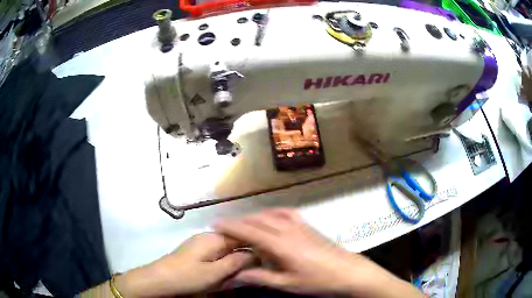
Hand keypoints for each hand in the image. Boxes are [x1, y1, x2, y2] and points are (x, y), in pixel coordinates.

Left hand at [114, 232, 253, 296]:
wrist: (160, 279)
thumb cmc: (188, 276)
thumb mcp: (214, 273)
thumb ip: (235, 262)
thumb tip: (254, 253)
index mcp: (214, 238)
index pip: (241, 234)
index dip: (255, 242)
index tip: (268, 253)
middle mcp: (208, 235)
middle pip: (235, 239)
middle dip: (246, 251)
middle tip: (257, 265)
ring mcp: (201, 242)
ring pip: (226, 246)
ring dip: (236, 257)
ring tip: (243, 269)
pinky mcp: (196, 250)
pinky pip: (217, 251)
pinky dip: (226, 259)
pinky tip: (227, 269)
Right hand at [215, 209, 422, 297]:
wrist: (349, 272)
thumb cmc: (318, 281)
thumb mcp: (287, 284)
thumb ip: (260, 278)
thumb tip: (235, 275)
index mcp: (281, 245)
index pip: (250, 232)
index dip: (231, 227)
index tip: (215, 224)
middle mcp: (288, 230)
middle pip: (258, 220)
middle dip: (239, 221)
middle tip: (224, 226)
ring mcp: (300, 225)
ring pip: (271, 214)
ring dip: (254, 216)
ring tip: (243, 223)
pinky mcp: (309, 226)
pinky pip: (286, 213)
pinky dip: (273, 212)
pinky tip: (270, 217)